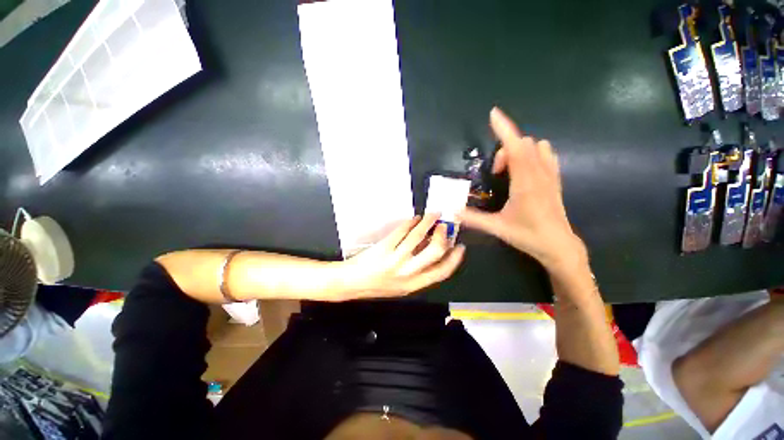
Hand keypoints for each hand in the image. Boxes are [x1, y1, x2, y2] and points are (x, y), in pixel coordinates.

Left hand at [337, 214, 465, 298]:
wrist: (351, 283)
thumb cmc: (375, 285)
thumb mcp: (400, 286)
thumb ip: (417, 271)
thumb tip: (431, 248)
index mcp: (413, 285)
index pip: (441, 272)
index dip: (454, 259)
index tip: (460, 248)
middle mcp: (407, 272)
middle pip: (434, 252)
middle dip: (442, 236)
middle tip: (444, 227)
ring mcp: (395, 259)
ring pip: (418, 236)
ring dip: (428, 222)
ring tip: (433, 215)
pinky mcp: (384, 247)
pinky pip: (402, 231)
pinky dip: (411, 222)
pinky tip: (414, 219)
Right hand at [458, 107, 586, 271]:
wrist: (558, 245)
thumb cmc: (528, 235)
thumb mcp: (497, 227)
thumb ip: (473, 218)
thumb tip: (453, 211)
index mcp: (525, 182)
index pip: (515, 147)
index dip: (504, 129)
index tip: (493, 114)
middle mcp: (539, 173)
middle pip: (523, 144)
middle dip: (504, 151)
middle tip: (495, 174)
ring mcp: (550, 175)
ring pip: (536, 147)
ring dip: (519, 151)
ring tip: (509, 172)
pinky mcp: (554, 180)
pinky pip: (546, 155)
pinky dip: (532, 154)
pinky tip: (524, 169)